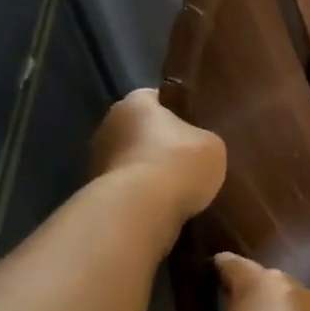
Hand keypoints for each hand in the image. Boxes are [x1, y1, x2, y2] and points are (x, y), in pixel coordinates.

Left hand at [89, 89, 225, 224]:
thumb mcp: (212, 145)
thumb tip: (197, 147)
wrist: (140, 211)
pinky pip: (127, 190)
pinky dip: (142, 197)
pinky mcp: (97, 194)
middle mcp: (109, 124)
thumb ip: (203, 139)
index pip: (157, 98)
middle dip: (161, 144)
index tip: (195, 125)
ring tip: (180, 190)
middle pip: (141, 131)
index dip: (177, 111)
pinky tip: (164, 208)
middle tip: (190, 160)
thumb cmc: (178, 163)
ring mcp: (97, 161)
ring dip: (151, 173)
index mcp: (135, 102)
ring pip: (133, 162)